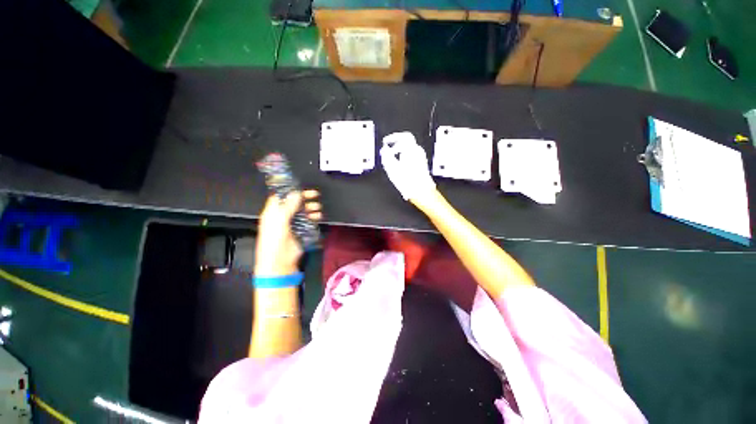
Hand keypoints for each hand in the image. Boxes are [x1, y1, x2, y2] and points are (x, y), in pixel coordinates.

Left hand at [254, 190, 321, 276]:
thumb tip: (296, 193)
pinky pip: (308, 220)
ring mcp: (292, 224)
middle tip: (314, 195)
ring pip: (303, 211)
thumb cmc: (274, 240)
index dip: (290, 190)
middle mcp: (282, 216)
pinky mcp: (301, 231)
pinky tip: (318, 216)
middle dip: (304, 198)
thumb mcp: (279, 220)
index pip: (281, 197)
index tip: (301, 187)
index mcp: (273, 212)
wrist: (279, 262)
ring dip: (310, 207)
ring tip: (317, 208)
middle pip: (294, 203)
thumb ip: (288, 206)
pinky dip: (314, 217)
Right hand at [380, 132, 435, 201]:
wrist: (421, 192)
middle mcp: (418, 151)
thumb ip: (387, 156)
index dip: (393, 137)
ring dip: (400, 150)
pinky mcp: (422, 164)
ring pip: (409, 148)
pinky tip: (399, 164)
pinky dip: (404, 155)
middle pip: (407, 141)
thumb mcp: (392, 169)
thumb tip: (384, 150)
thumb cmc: (409, 182)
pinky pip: (412, 155)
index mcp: (411, 150)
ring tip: (392, 157)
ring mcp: (421, 158)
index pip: (403, 136)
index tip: (386, 141)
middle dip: (395, 143)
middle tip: (388, 148)